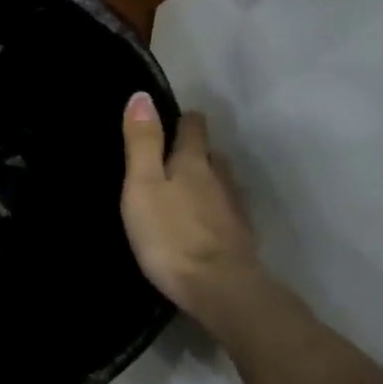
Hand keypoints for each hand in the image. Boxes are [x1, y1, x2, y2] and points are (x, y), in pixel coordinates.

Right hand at [120, 93, 272, 340]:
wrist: (219, 287)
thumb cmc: (170, 235)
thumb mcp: (142, 186)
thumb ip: (142, 143)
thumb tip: (141, 96)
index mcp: (193, 162)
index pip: (194, 127)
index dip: (184, 120)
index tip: (173, 120)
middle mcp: (220, 178)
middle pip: (212, 154)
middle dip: (196, 152)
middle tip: (173, 160)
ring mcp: (234, 208)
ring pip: (223, 182)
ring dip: (208, 181)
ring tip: (188, 191)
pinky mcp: (241, 237)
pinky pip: (227, 212)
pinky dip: (215, 211)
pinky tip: (205, 224)